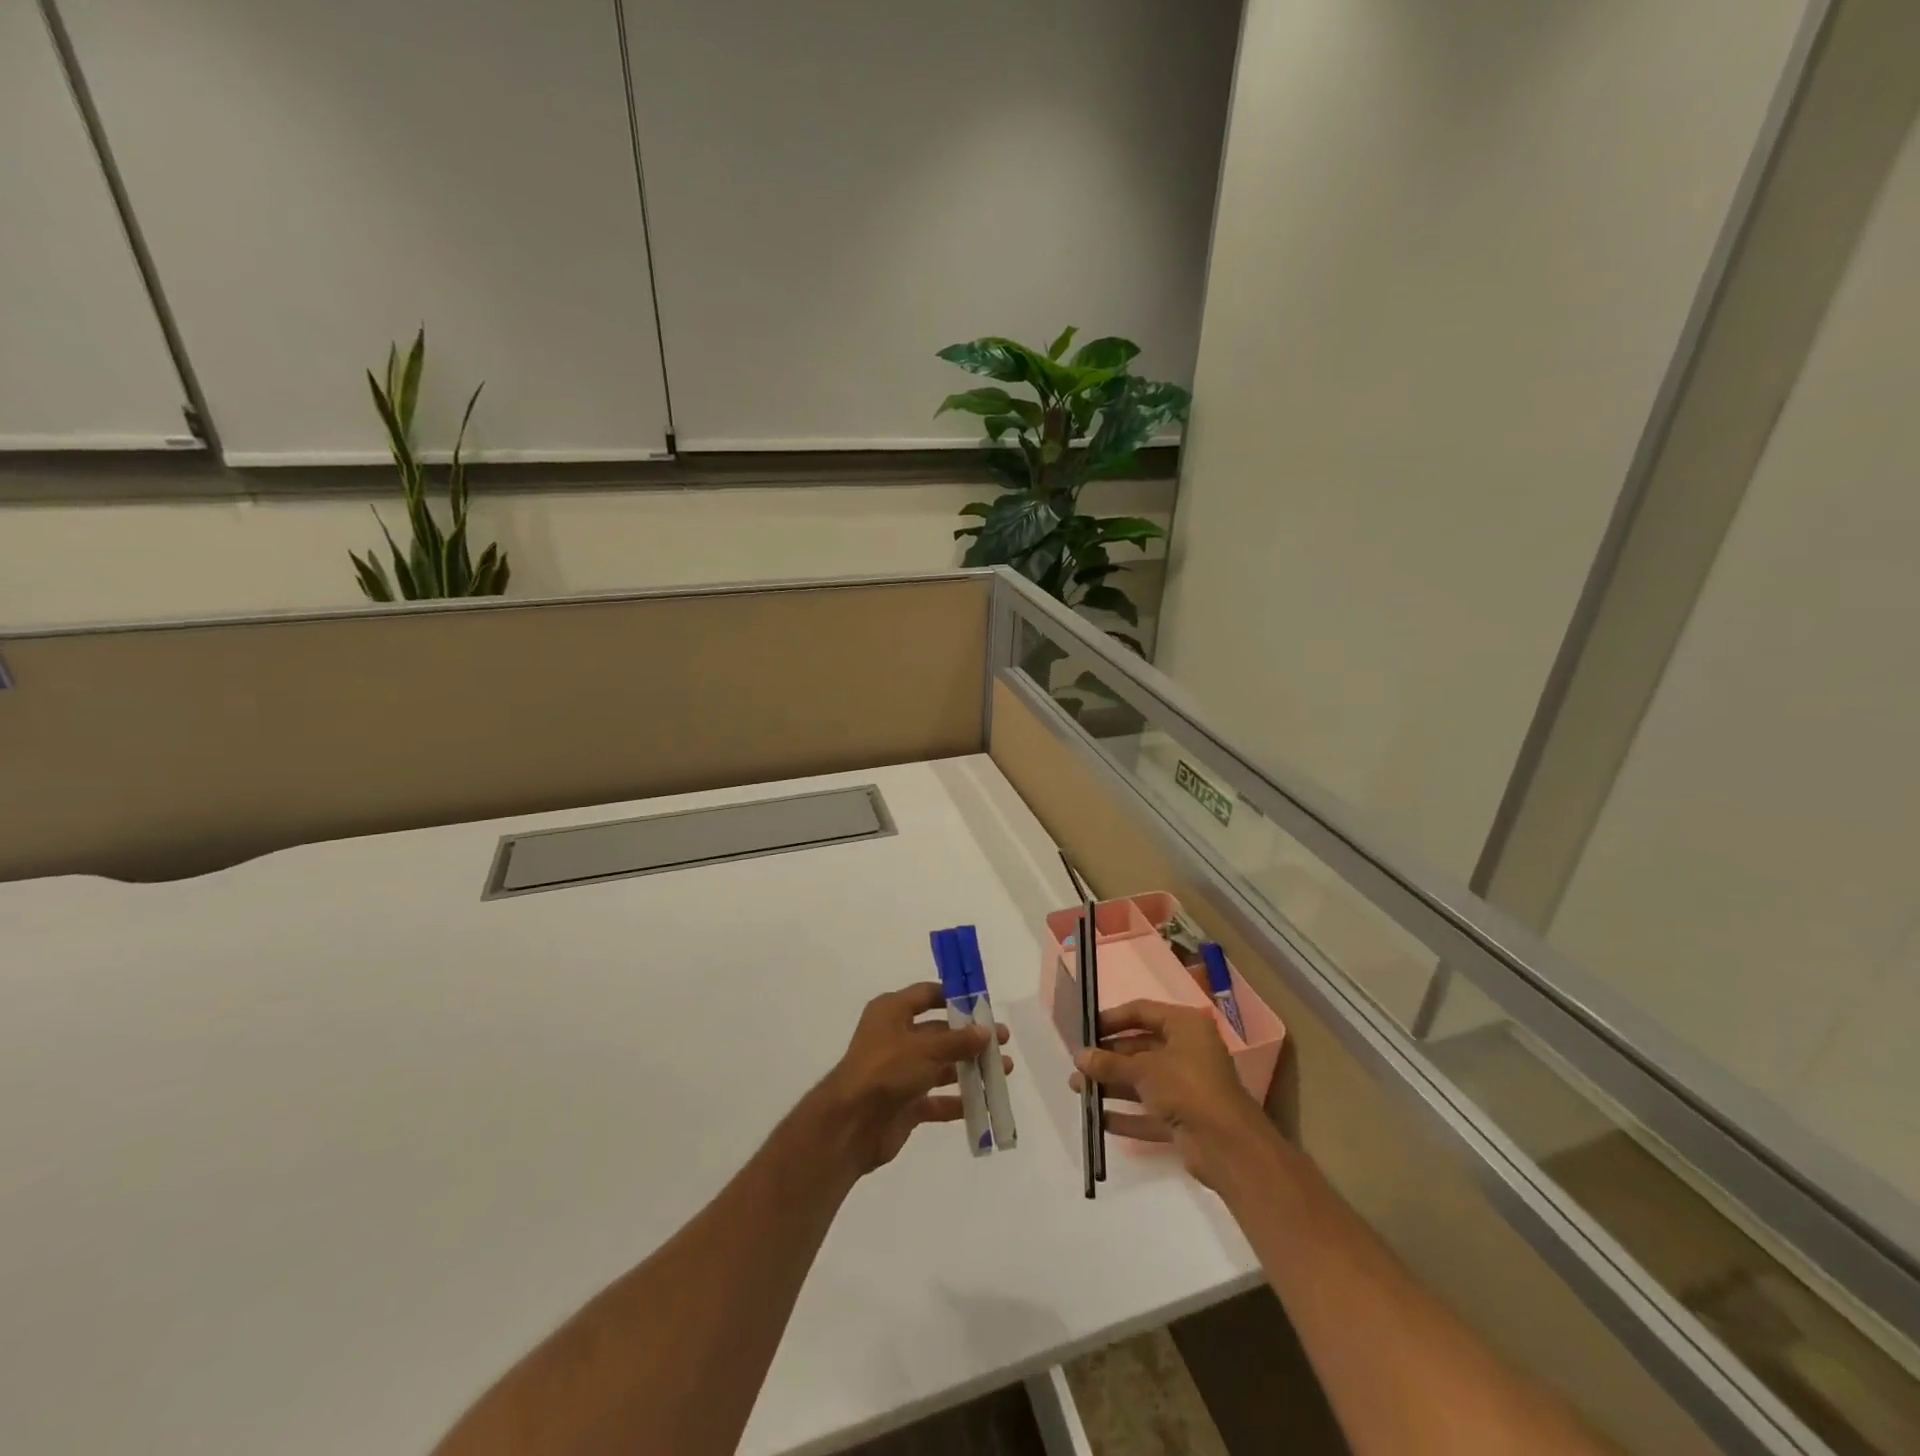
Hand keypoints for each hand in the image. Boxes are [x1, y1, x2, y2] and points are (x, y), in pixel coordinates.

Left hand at [810, 982, 1012, 1179]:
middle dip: (970, 1037)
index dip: (954, 997)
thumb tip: (986, 1032)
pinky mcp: (905, 1103)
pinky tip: (984, 1102)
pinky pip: (936, 1099)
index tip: (984, 1004)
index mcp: (892, 1012)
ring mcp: (900, 1072)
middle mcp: (896, 1037)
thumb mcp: (925, 1049)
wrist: (850, 1124)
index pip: (927, 994)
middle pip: (939, 1032)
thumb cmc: (886, 1070)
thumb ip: (958, 1041)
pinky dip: (957, 1100)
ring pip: (941, 1065)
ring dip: (970, 1068)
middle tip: (1002, 1041)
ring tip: (1003, 1070)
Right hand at [1071, 999, 1272, 1189]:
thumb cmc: (1187, 1088)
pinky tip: (1099, 1118)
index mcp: (1185, 1026)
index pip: (1142, 1012)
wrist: (1229, 1147)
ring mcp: (1186, 1086)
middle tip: (1078, 1063)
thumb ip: (1110, 1063)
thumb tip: (1079, 1057)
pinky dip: (1126, 1115)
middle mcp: (1187, 1051)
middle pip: (1140, 1047)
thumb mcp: (1144, 1069)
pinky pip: (1149, 1111)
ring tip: (1077, 1089)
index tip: (1085, 1029)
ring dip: (1111, 1084)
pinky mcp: (1184, 1118)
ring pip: (1142, 1080)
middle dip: (1108, 1057)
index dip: (1112, 1019)